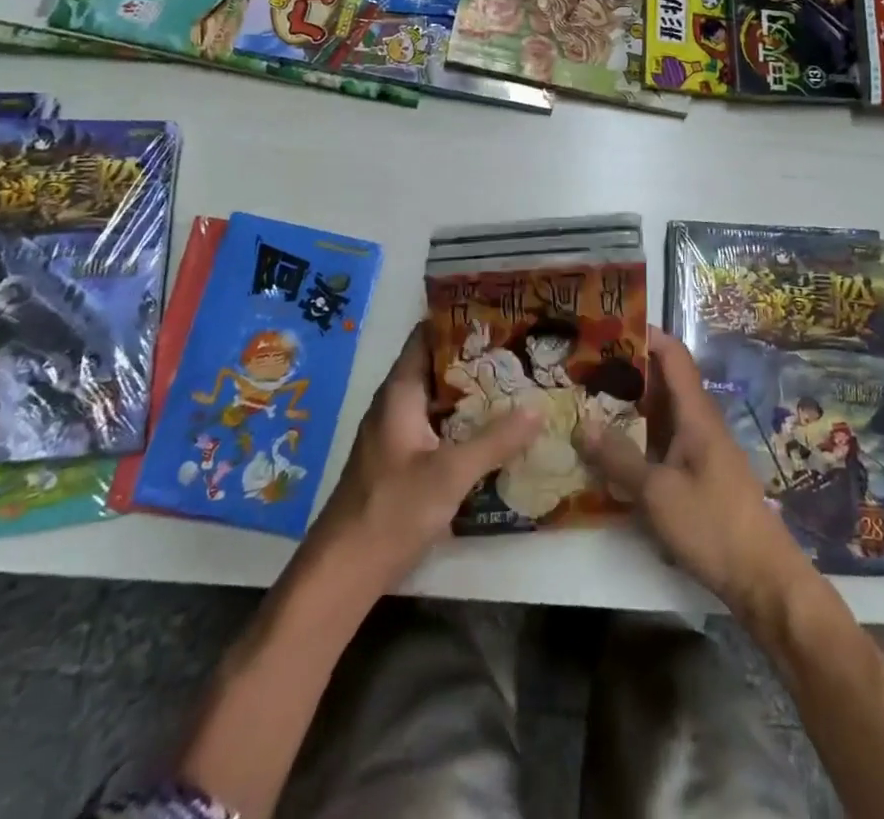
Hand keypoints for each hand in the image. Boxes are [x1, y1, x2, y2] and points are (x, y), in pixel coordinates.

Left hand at [307, 325, 541, 593]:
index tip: (500, 312)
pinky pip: (441, 425)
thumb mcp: (450, 473)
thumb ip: (495, 440)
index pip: (426, 336)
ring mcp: (400, 433)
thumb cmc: (391, 510)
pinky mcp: (405, 460)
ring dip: (475, 390)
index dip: (459, 320)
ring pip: (442, 399)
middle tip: (523, 347)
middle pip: (439, 366)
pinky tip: (499, 428)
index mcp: (400, 393)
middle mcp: (397, 405)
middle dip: (478, 357)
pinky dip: (467, 420)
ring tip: (520, 381)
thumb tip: (539, 407)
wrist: (343, 573)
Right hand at [575, 328, 815, 619]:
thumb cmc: (712, 525)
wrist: (763, 577)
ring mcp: (701, 448)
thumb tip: (582, 424)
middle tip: (584, 367)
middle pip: (664, 381)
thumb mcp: (657, 493)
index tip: (609, 327)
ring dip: (631, 405)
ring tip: (589, 401)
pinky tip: (612, 448)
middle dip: (627, 370)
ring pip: (662, 412)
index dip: (646, 335)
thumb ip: (619, 458)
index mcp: (696, 412)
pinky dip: (639, 435)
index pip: (673, 355)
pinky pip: (664, 439)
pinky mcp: (699, 473)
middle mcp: (700, 421)